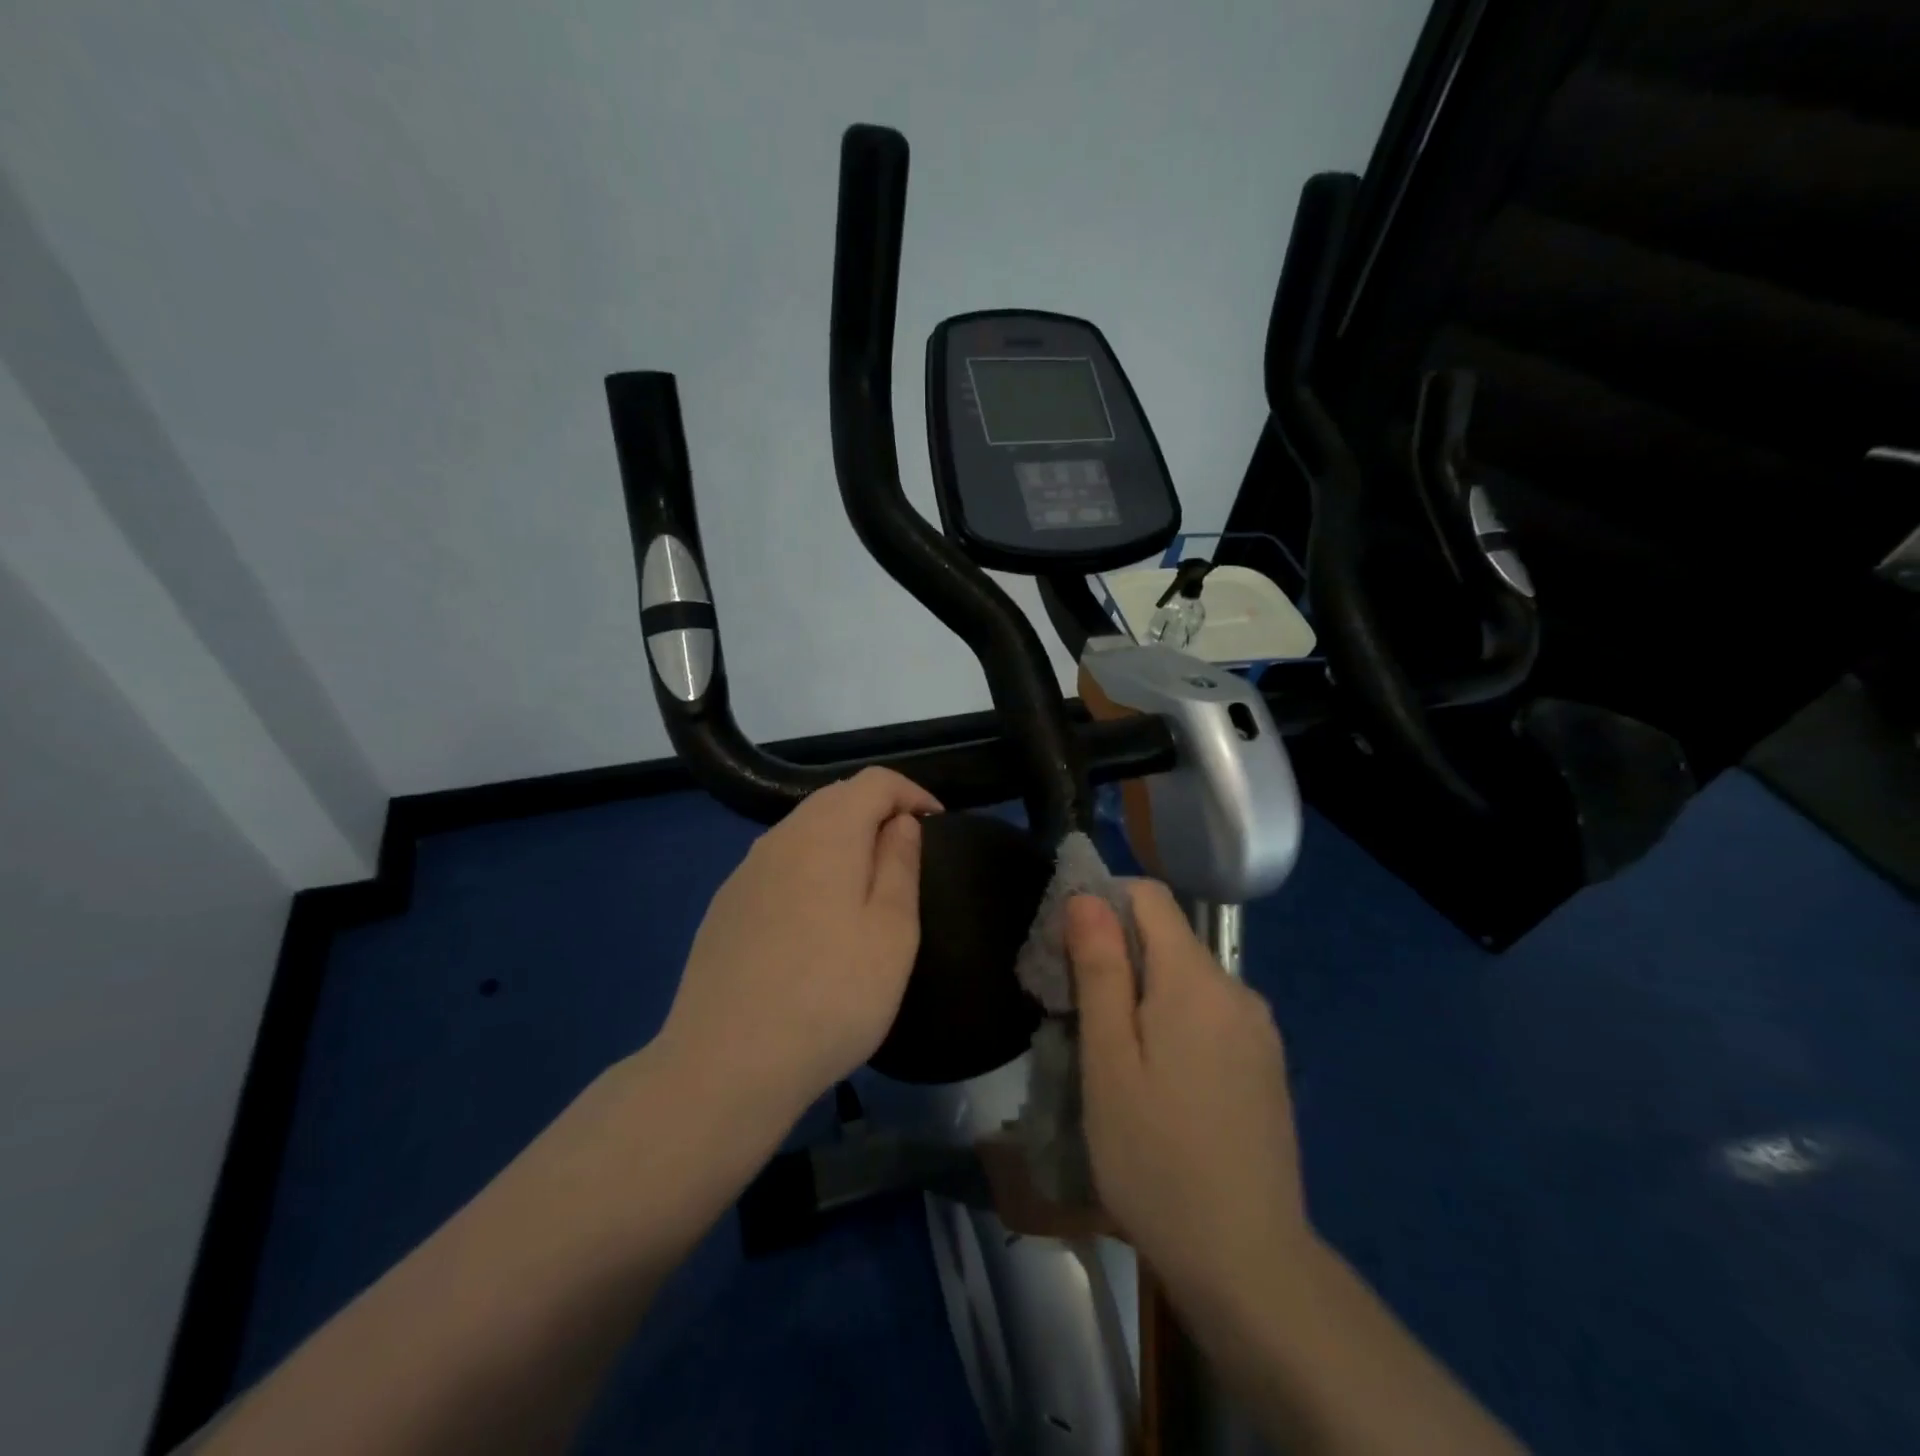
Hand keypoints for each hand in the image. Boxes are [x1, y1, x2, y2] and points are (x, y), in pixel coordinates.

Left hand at [657, 767, 940, 1127]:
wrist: (726, 1064)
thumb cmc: (832, 995)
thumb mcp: (892, 932)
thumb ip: (900, 864)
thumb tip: (900, 821)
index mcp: (826, 833)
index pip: (874, 781)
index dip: (911, 792)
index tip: (937, 824)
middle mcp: (780, 838)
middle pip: (835, 799)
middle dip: (877, 812)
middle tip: (906, 852)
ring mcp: (745, 872)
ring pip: (803, 831)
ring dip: (842, 840)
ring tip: (866, 884)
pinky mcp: (725, 907)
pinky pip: (778, 865)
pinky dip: (809, 869)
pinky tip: (815, 918)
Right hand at [1068, 881, 1311, 1315]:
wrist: (1249, 1263)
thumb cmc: (1156, 1158)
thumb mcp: (1108, 1061)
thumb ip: (1101, 970)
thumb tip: (1087, 896)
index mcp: (1196, 980)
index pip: (1150, 897)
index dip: (1104, 902)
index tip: (1068, 946)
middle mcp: (1237, 990)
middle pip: (1168, 939)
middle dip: (1118, 955)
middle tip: (1077, 1014)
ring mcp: (1258, 1029)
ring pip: (1187, 980)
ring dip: (1144, 993)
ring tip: (1111, 1055)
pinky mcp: (1265, 1065)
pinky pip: (1210, 1015)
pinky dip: (1174, 1022)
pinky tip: (1158, 1082)